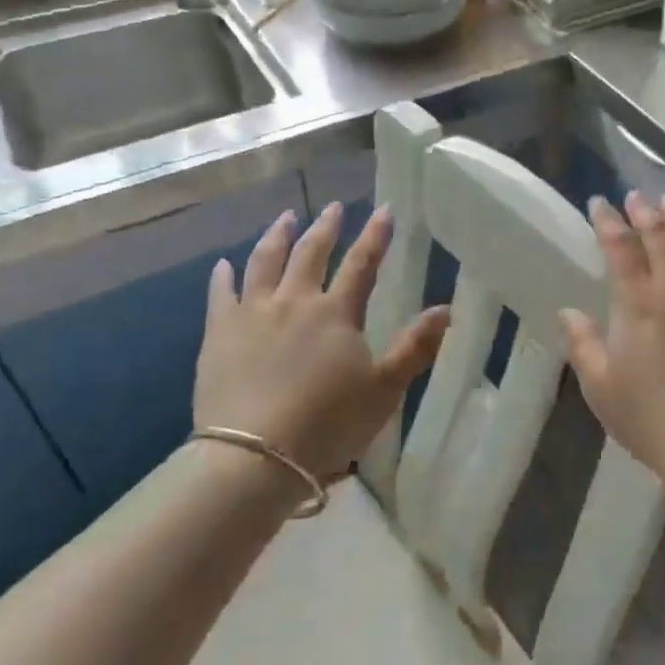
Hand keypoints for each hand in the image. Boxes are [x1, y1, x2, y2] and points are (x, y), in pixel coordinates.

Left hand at [194, 202, 448, 480]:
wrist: (253, 457)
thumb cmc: (327, 424)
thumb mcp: (384, 389)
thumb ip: (415, 347)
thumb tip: (447, 309)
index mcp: (336, 313)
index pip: (362, 264)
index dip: (376, 236)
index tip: (384, 209)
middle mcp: (295, 302)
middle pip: (311, 254)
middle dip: (326, 227)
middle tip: (333, 207)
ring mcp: (252, 314)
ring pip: (265, 262)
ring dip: (277, 236)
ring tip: (285, 218)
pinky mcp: (218, 334)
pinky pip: (220, 294)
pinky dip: (223, 276)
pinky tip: (223, 264)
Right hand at [562, 193, 664, 495]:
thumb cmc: (650, 416)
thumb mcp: (601, 385)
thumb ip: (583, 343)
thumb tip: (570, 312)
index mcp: (639, 301)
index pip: (620, 246)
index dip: (608, 220)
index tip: (599, 203)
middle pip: (661, 234)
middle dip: (645, 210)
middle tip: (635, 196)